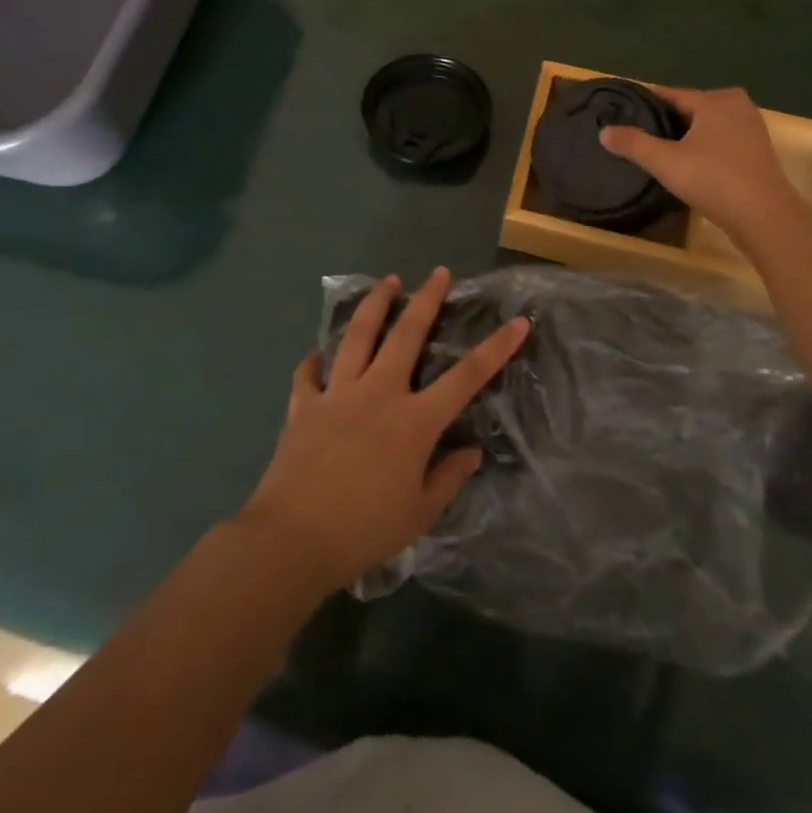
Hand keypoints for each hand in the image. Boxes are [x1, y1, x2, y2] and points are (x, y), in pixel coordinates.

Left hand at [237, 268, 529, 593]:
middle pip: (407, 335)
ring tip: (387, 281)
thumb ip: (448, 478)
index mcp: (414, 421)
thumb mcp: (419, 513)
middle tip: (438, 273)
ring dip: (375, 305)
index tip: (517, 322)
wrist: (294, 539)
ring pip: (359, 336)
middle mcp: (379, 393)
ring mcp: (339, 393)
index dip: (496, 349)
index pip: (466, 377)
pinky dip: (314, 361)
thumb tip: (471, 451)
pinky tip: (317, 355)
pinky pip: (309, 374)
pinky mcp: (305, 404)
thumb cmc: (365, 530)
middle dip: (426, 300)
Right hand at [598, 85, 796, 243]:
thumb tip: (603, 131)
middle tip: (638, 135)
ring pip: (707, 126)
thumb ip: (633, 144)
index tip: (623, 112)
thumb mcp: (665, 162)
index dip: (646, 103)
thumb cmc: (713, 180)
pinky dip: (704, 148)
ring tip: (658, 151)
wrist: (765, 217)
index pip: (671, 94)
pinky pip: (721, 141)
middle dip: (666, 120)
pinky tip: (688, 165)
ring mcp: (752, 129)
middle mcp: (737, 106)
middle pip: (691, 109)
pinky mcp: (758, 152)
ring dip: (686, 136)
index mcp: (715, 100)